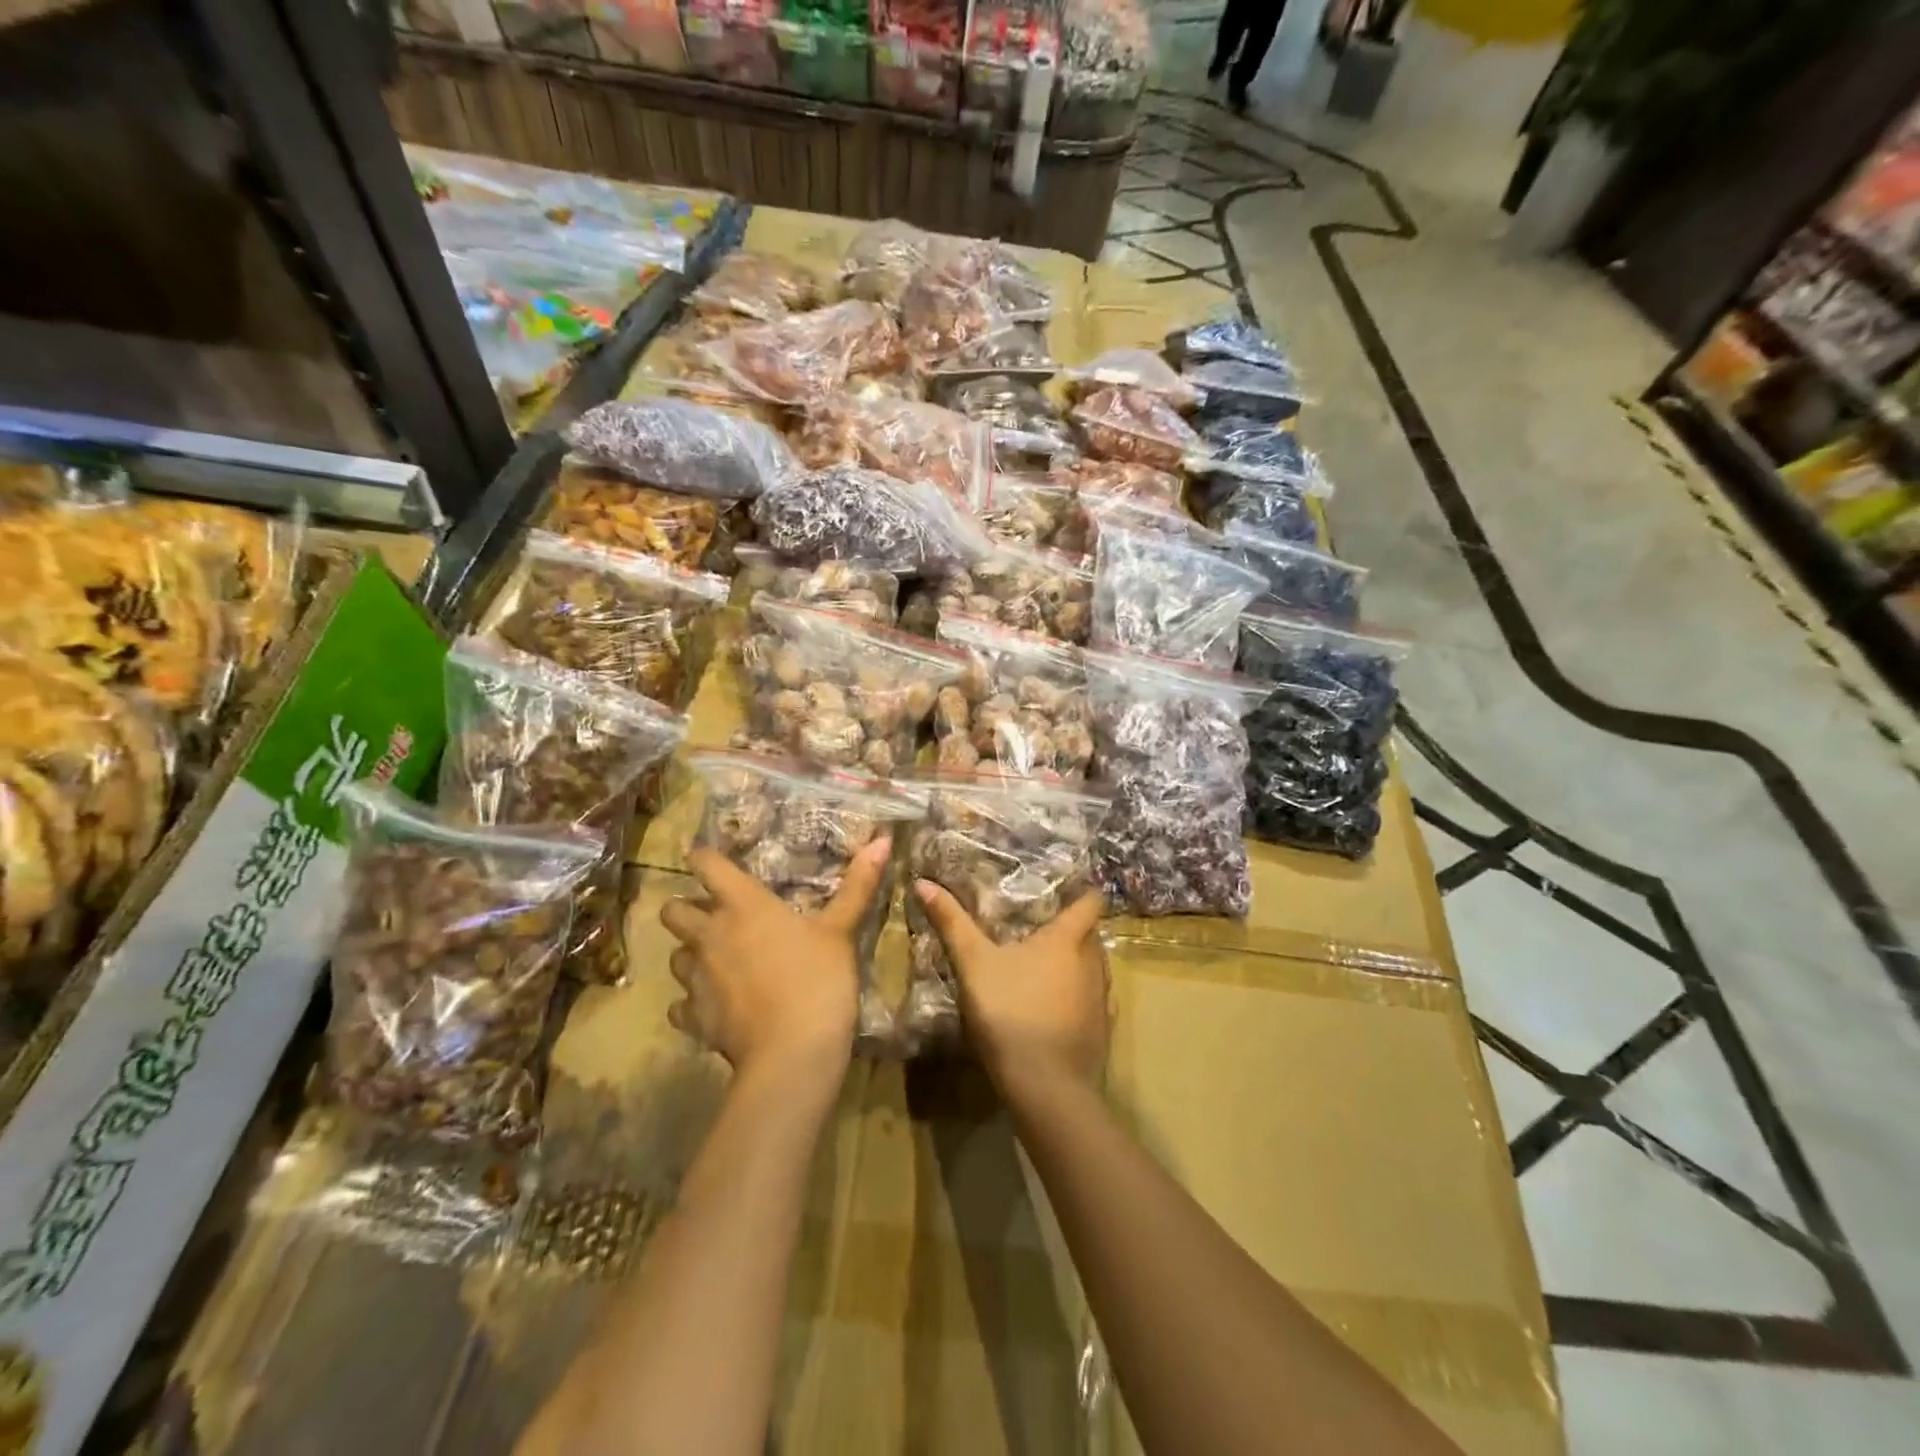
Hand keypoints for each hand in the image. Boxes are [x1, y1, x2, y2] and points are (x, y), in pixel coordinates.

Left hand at [661, 839, 891, 1086]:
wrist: (792, 1053)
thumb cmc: (818, 980)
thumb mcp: (842, 930)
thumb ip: (858, 885)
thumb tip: (883, 840)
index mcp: (743, 905)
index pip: (706, 864)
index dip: (703, 857)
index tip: (707, 857)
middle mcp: (710, 934)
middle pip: (672, 910)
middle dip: (686, 908)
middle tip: (713, 915)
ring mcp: (696, 978)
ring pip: (675, 956)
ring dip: (691, 953)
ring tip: (717, 960)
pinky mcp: (694, 1017)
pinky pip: (681, 1003)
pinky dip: (693, 1001)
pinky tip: (716, 1005)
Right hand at [911, 883, 1108, 1098]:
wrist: (1046, 1086)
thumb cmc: (1010, 1012)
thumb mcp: (973, 964)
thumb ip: (951, 922)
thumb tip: (923, 882)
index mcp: (1068, 939)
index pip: (1091, 901)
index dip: (1082, 892)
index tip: (1064, 889)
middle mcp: (1094, 962)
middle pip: (1091, 934)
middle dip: (1072, 928)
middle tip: (1039, 926)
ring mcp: (1101, 998)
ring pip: (1094, 967)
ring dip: (1075, 963)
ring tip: (1044, 966)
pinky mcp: (1101, 1030)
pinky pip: (1093, 1001)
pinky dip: (1078, 997)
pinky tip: (1054, 1008)